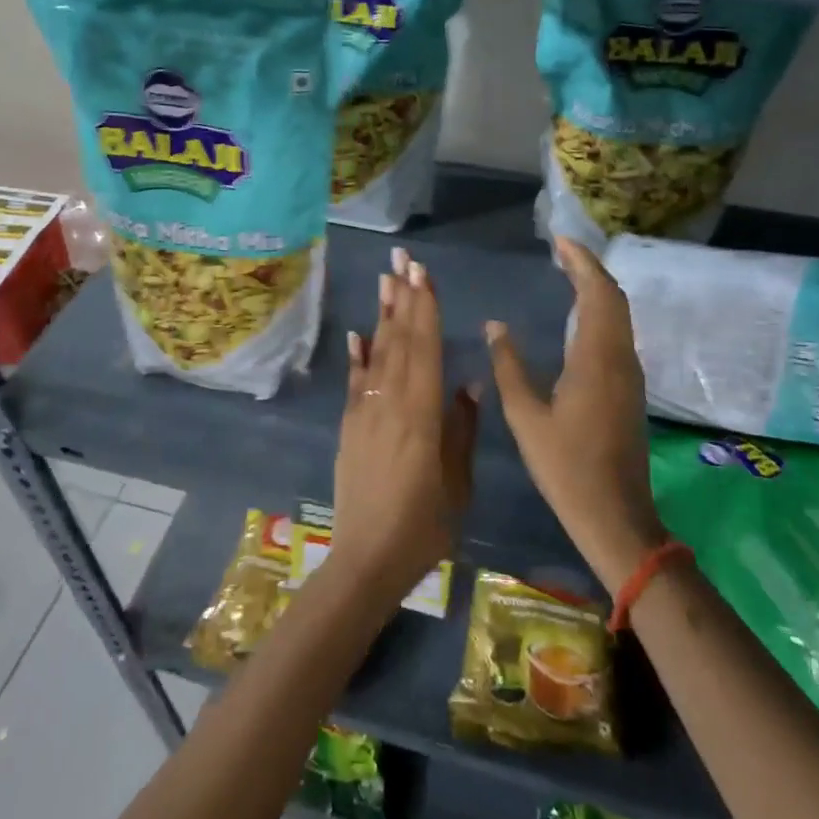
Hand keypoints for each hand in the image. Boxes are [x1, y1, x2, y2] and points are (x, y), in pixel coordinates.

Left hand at [332, 247, 477, 598]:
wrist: (365, 559)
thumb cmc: (423, 526)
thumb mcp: (457, 482)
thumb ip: (461, 428)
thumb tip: (469, 381)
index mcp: (420, 414)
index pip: (424, 348)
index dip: (424, 308)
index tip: (424, 274)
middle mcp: (389, 403)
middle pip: (398, 341)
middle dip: (402, 298)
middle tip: (402, 260)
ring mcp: (364, 413)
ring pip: (376, 354)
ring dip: (382, 316)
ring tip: (385, 281)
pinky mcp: (349, 427)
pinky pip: (355, 382)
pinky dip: (357, 355)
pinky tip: (357, 334)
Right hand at [485, 237, 666, 593]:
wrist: (616, 515)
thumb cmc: (566, 467)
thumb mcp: (526, 417)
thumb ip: (509, 366)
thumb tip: (496, 325)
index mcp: (597, 359)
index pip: (597, 292)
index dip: (581, 261)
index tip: (559, 240)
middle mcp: (621, 358)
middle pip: (614, 298)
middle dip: (590, 268)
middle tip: (560, 251)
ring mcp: (630, 374)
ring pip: (619, 316)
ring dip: (597, 289)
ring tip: (566, 274)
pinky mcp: (629, 389)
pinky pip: (617, 334)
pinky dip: (600, 312)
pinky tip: (577, 318)